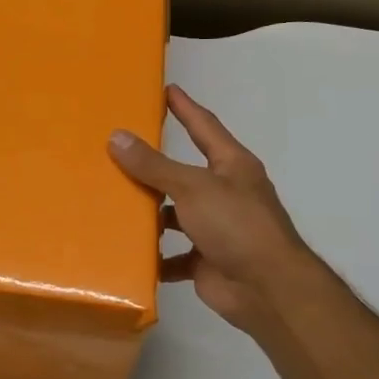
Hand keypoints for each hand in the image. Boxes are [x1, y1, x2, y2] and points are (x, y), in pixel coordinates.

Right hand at [109, 85, 314, 340]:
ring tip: (113, 203)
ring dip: (151, 214)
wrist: (266, 288)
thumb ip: (154, 165)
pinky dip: (155, 256)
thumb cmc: (236, 225)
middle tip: (119, 150)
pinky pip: (173, 255)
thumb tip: (117, 137)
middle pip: (184, 173)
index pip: (204, 127)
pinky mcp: (205, 260)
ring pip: (175, 215)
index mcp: (231, 166)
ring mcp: (216, 229)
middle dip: (155, 166)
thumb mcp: (192, 187)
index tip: (166, 89)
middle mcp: (225, 193)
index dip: (185, 108)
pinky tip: (127, 252)